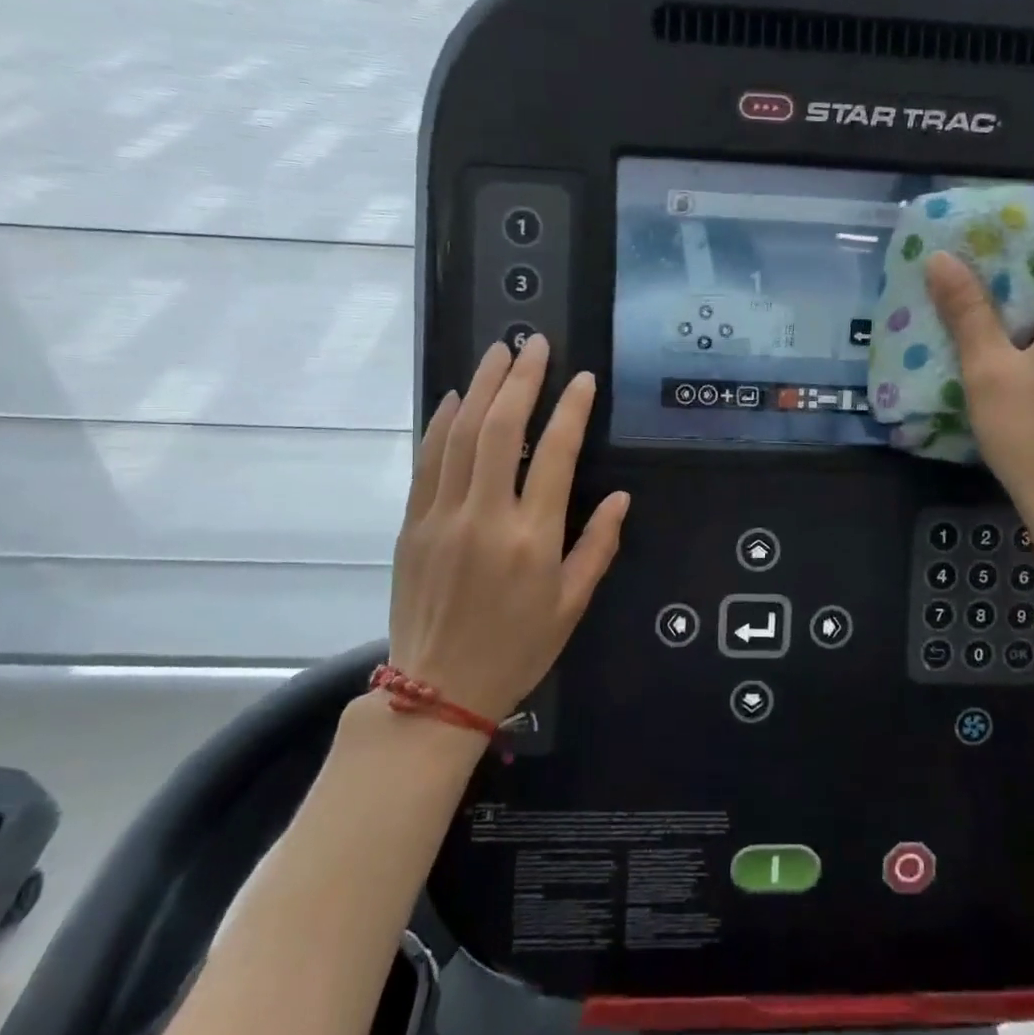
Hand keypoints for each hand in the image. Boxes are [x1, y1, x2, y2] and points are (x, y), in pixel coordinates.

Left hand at [389, 336, 629, 723]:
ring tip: (498, 353)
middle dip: (521, 379)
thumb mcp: (572, 605)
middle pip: (502, 429)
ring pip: (460, 434)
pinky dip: (441, 422)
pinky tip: (453, 397)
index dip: (572, 409)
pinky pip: (427, 460)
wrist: (436, 691)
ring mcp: (442, 516)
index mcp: (532, 538)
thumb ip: (598, 546)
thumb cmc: (516, 649)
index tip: (583, 379)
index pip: (557, 455)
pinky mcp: (413, 523)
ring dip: (480, 387)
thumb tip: (620, 497)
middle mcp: (485, 516)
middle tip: (535, 343)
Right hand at [925, 245, 1033, 534]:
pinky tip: (1014, 369)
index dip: (1028, 247)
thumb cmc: (1033, 433)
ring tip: (984, 328)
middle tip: (970, 290)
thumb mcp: (988, 369)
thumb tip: (941, 258)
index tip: (985, 253)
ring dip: (1032, 320)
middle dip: (1021, 285)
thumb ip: (967, 311)